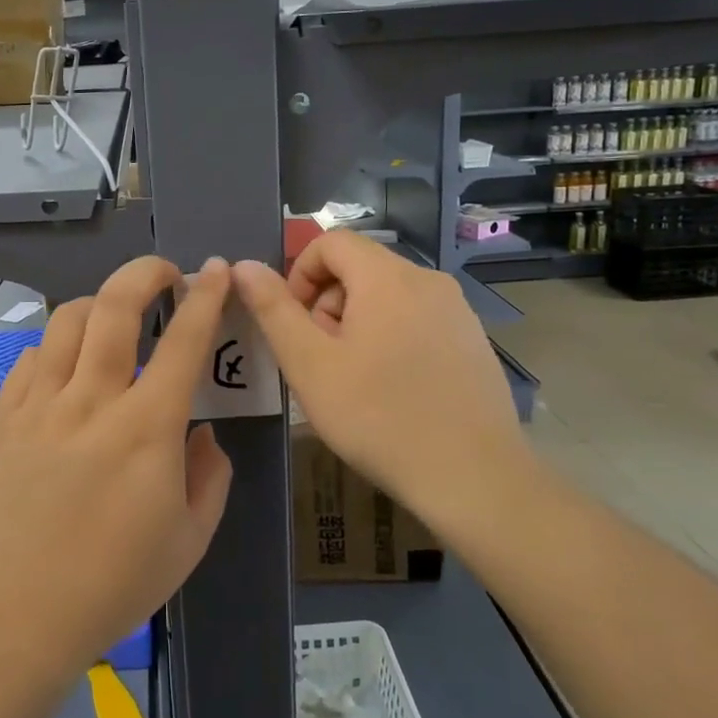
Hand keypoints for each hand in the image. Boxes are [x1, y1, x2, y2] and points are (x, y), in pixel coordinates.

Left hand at [0, 256, 233, 680]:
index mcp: (146, 427)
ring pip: (66, 321)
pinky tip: (64, 368)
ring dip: (97, 304)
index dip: (206, 297)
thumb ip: (209, 476)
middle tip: (163, 274)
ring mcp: (39, 406)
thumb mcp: (189, 540)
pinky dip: (55, 348)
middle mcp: (91, 400)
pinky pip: (30, 359)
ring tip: (113, 319)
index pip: (183, 341)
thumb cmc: (112, 584)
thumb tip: (200, 433)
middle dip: (145, 273)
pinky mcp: (3, 420)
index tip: (215, 270)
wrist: (14, 617)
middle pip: (114, 306)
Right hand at [232, 231, 530, 534]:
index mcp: (387, 277)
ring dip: (357, 323)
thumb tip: (244, 265)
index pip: (330, 242)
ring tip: (354, 380)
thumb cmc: (378, 417)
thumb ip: (273, 309)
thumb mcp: (309, 364)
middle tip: (321, 359)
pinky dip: (391, 337)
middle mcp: (428, 279)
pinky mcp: (473, 340)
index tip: (294, 324)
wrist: (473, 476)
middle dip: (327, 303)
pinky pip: (418, 319)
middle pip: (360, 268)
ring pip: (389, 295)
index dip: (300, 274)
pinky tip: (393, 390)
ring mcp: (457, 310)